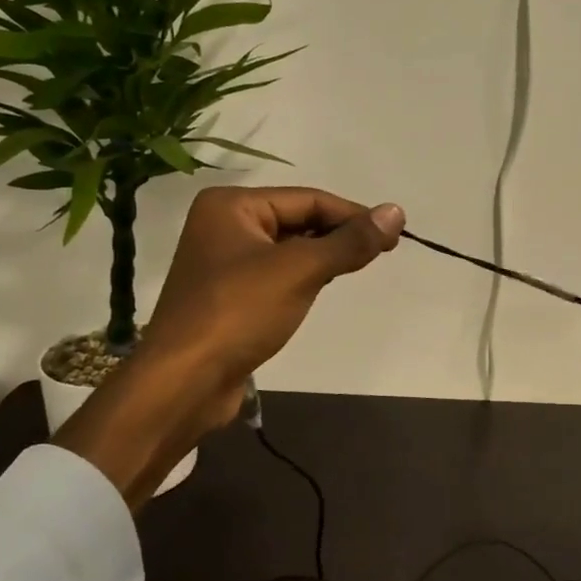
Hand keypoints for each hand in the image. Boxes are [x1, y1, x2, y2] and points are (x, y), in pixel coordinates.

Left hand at [56, 187, 402, 508]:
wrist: (184, 382)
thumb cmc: (239, 313)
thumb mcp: (301, 271)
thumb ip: (350, 242)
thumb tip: (396, 212)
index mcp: (232, 205)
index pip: (309, 199)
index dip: (354, 215)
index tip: (394, 234)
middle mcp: (224, 225)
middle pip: (298, 220)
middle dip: (338, 235)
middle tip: (382, 252)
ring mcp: (223, 262)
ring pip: (289, 249)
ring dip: (323, 257)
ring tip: (357, 268)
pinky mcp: (228, 296)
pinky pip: (276, 275)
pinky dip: (303, 278)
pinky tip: (321, 289)